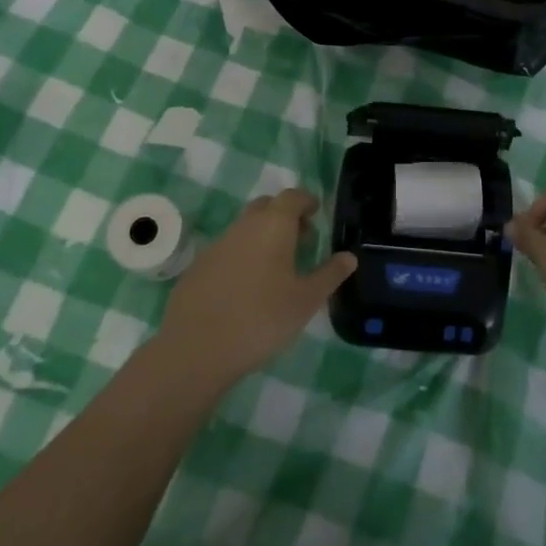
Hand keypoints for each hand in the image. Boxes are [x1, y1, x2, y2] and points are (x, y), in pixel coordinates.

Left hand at [156, 189, 355, 391]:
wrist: (196, 348)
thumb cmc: (261, 319)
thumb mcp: (306, 300)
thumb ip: (330, 275)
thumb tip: (349, 257)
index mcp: (273, 225)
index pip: (292, 197)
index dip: (306, 201)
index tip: (316, 214)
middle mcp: (243, 226)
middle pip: (267, 207)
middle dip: (285, 216)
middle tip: (301, 240)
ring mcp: (217, 245)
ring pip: (245, 228)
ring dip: (263, 236)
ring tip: (277, 267)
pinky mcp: (198, 266)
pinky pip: (227, 250)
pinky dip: (242, 256)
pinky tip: (247, 287)